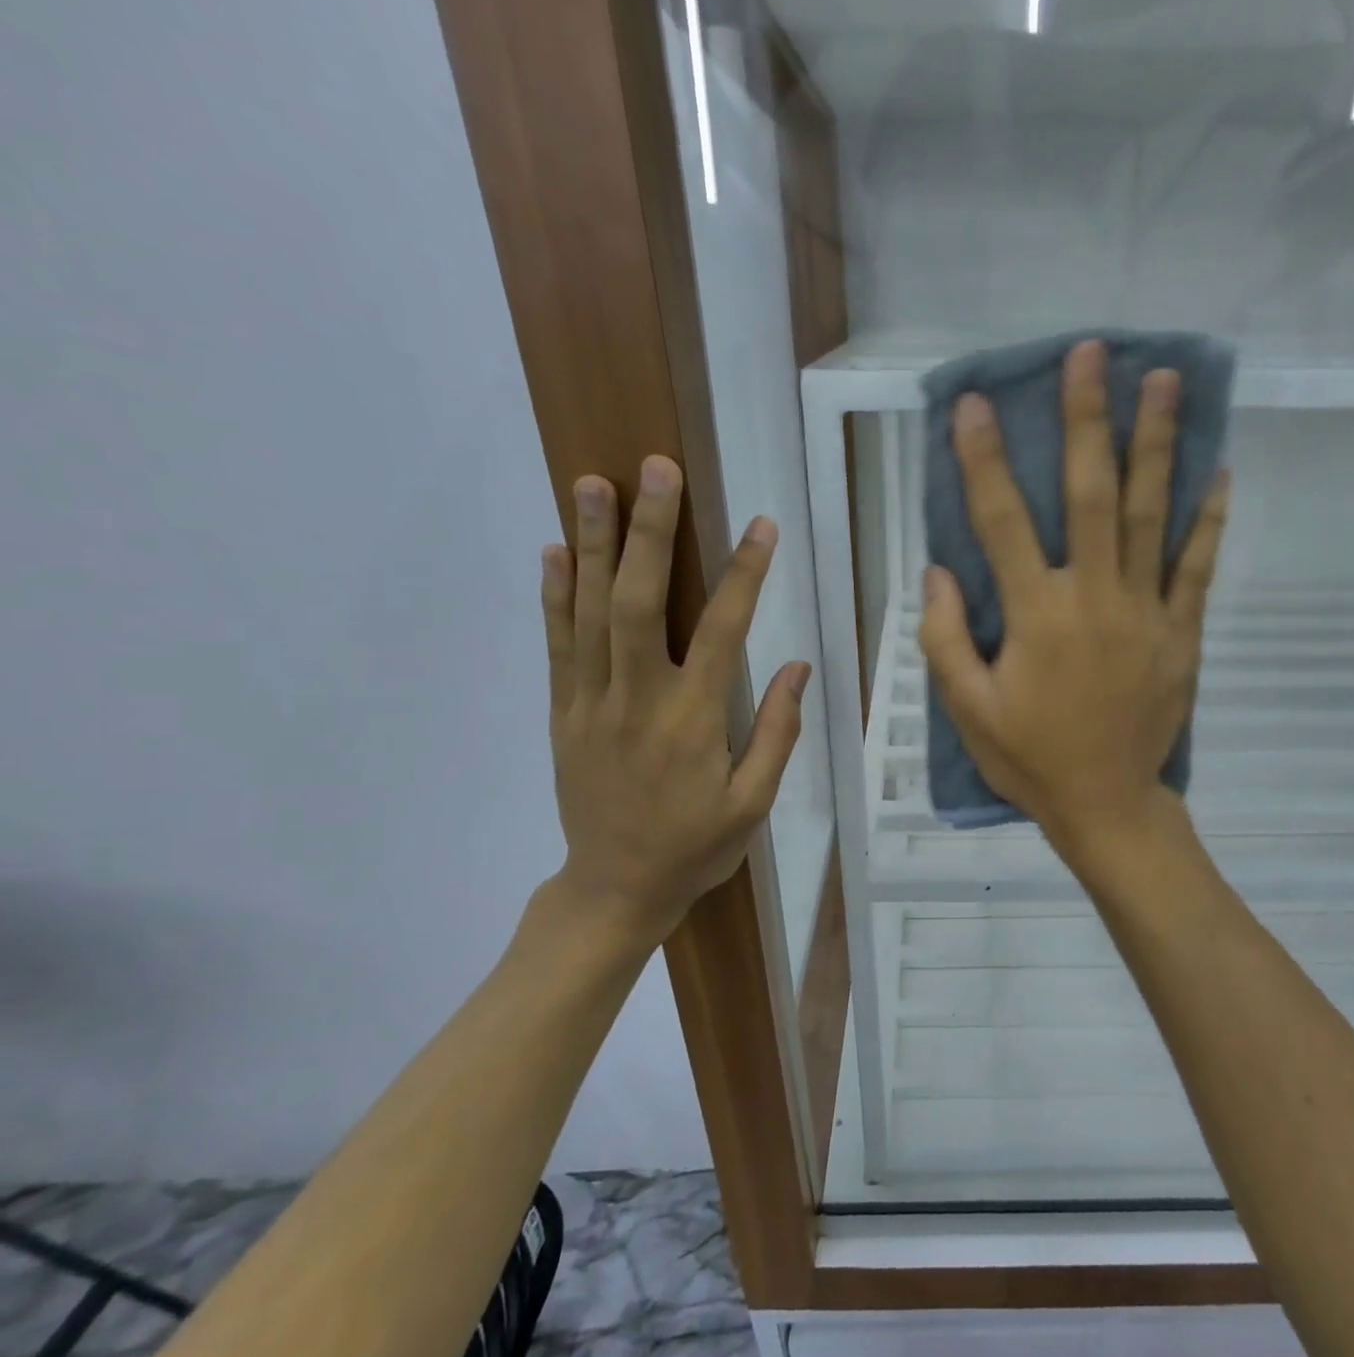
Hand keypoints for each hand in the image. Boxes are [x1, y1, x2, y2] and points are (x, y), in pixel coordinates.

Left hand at [541, 457, 807, 937]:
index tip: (761, 526)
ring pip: (589, 610)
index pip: (723, 631)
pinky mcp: (563, 712)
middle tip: (655, 469)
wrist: (615, 888)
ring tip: (591, 482)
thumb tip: (795, 665)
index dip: (744, 574)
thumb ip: (775, 732)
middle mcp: (638, 699)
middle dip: (649, 530)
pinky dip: (555, 594)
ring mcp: (591, 702)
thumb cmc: (696, 847)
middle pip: (639, 600)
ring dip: (591, 542)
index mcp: (693, 721)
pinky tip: (555, 550)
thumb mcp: (753, 803)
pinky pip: (557, 644)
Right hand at [918, 338, 1228, 855]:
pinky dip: (1209, 518)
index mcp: (1035, 617)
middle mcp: (1093, 599)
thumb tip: (936, 571)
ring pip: (1153, 515)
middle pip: (1092, 495)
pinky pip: (1198, 567)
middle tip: (1092, 353)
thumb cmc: (1030, 759)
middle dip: (1088, 420)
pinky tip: (1218, 471)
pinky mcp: (1182, 633)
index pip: (1003, 522)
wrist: (1107, 804)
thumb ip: (942, 640)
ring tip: (1165, 380)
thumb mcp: (968, 710)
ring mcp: (1146, 613)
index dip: (984, 461)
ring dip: (1158, 443)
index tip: (975, 404)